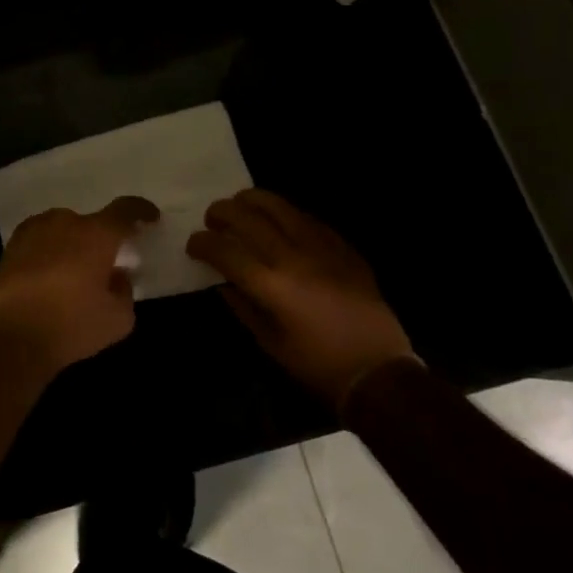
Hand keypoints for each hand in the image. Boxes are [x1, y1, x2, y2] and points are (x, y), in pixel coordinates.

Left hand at [0, 197, 157, 373]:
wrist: (12, 336)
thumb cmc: (72, 324)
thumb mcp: (118, 319)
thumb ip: (125, 291)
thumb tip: (118, 276)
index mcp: (97, 234)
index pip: (125, 210)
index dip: (141, 211)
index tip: (151, 218)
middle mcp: (65, 221)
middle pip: (91, 223)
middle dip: (100, 241)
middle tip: (104, 266)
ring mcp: (35, 229)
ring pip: (63, 230)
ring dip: (72, 244)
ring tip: (72, 275)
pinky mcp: (12, 244)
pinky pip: (41, 240)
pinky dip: (49, 252)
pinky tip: (48, 276)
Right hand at [187, 189, 414, 411]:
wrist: (378, 371)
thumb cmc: (318, 366)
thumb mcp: (270, 343)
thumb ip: (242, 307)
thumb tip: (223, 282)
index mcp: (271, 286)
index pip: (224, 250)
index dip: (202, 243)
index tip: (193, 245)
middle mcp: (293, 257)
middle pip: (247, 217)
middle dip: (222, 212)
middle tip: (212, 219)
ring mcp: (321, 247)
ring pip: (279, 206)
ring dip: (252, 201)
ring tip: (241, 205)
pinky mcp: (342, 247)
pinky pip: (308, 218)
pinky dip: (285, 214)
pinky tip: (279, 222)